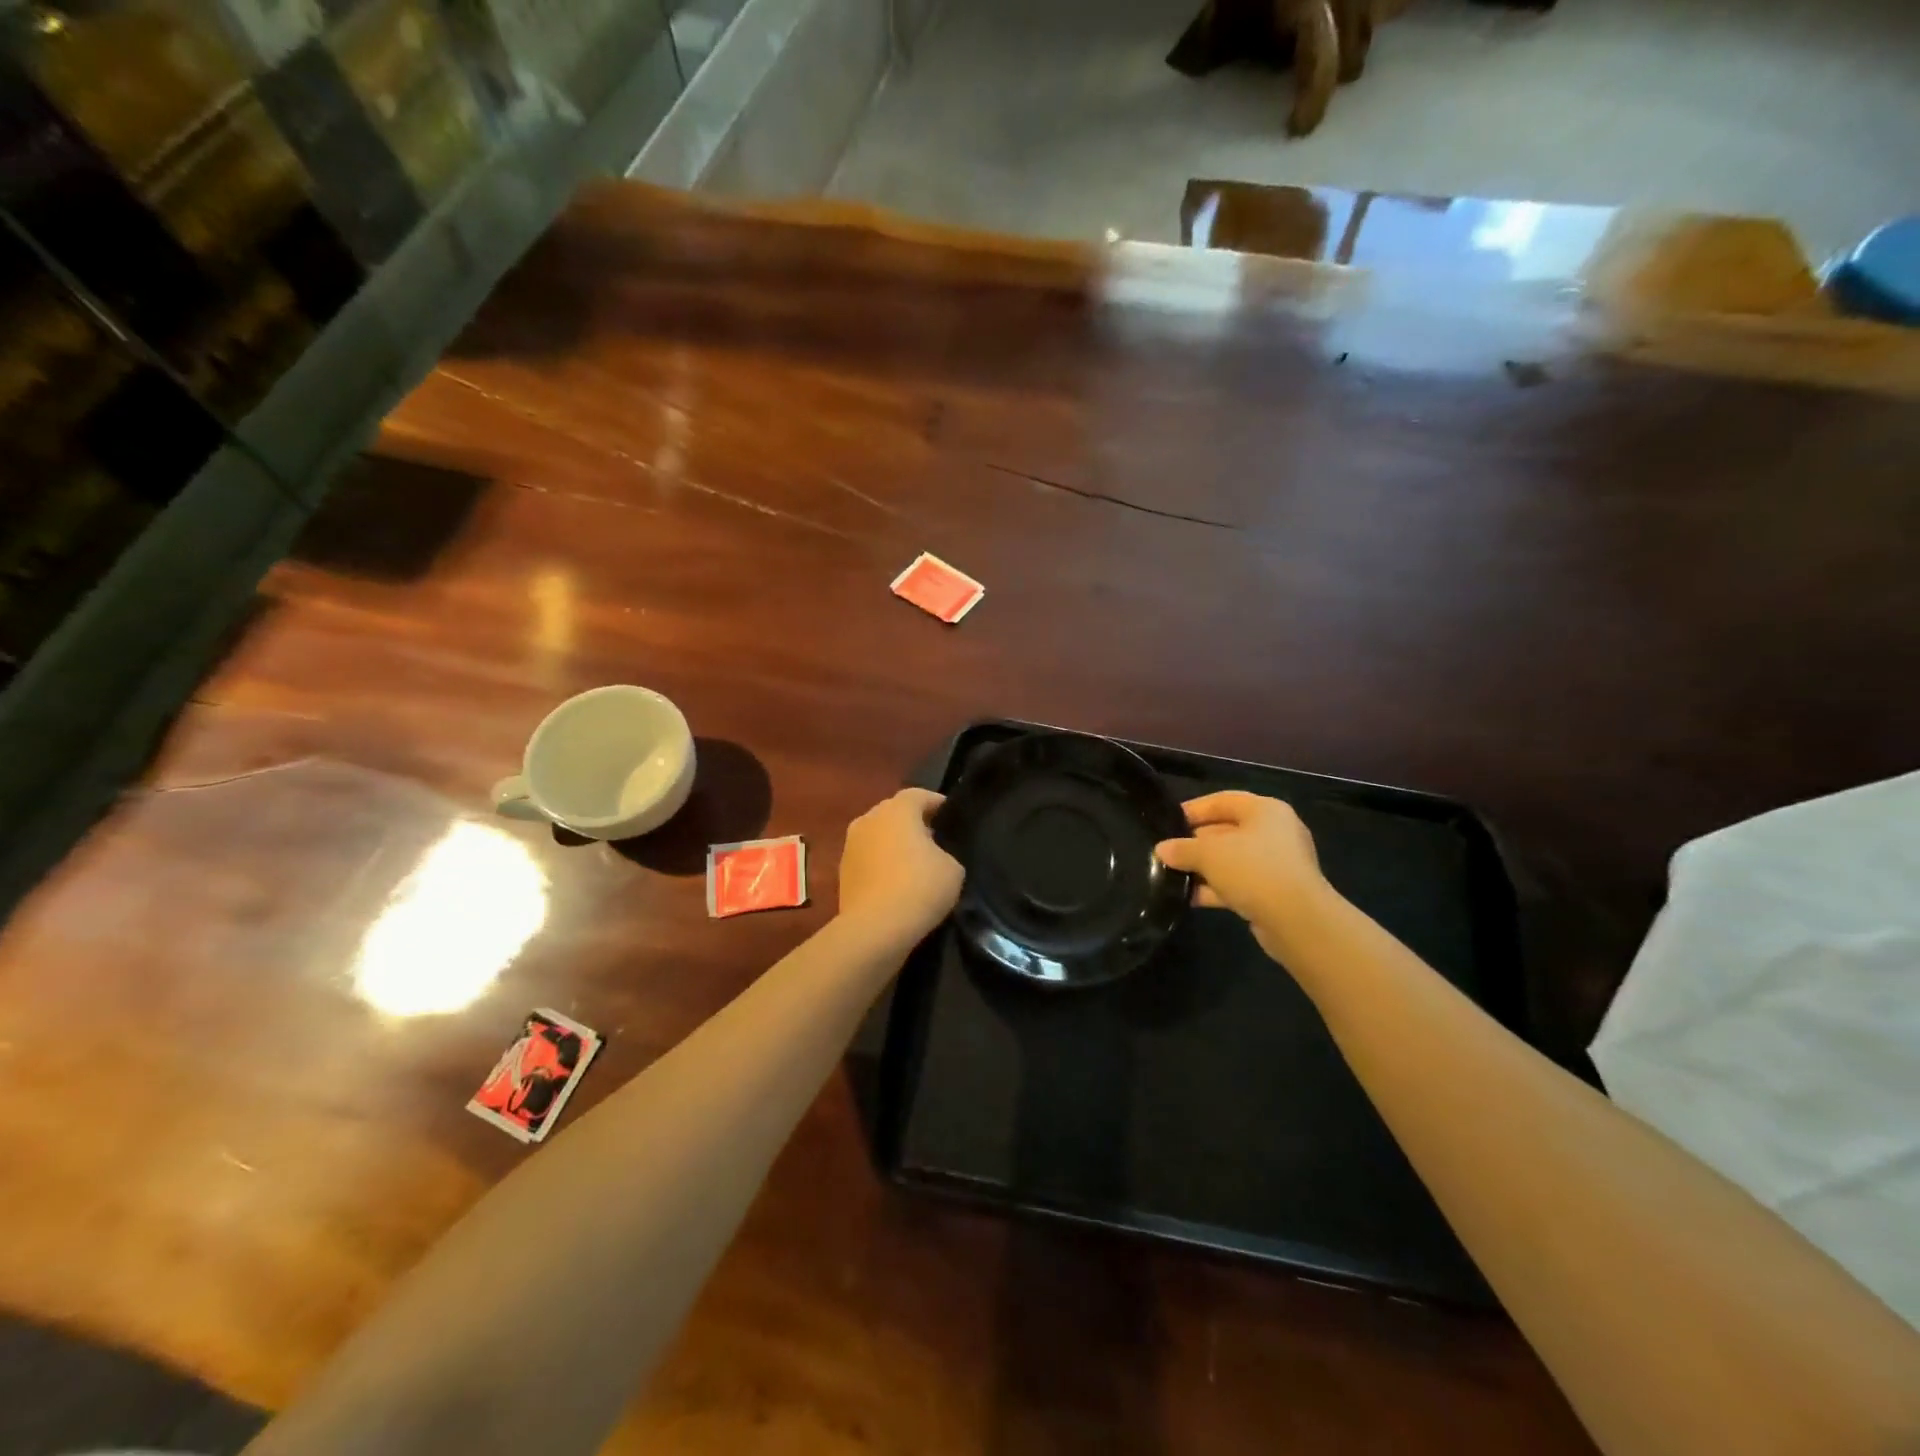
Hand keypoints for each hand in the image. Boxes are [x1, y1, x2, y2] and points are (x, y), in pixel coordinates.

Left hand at [838, 789, 963, 943]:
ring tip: (915, 864)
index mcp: (897, 809)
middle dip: (914, 823)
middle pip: (895, 813)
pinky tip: (896, 883)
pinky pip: (869, 859)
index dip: (937, 803)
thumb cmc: (919, 888)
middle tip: (935, 840)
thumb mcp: (953, 868)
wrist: (874, 929)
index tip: (952, 817)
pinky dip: (881, 865)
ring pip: (878, 836)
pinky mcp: (842, 872)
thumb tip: (934, 855)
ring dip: (894, 844)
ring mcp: (851, 845)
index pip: (919, 795)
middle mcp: (869, 819)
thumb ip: (945, 852)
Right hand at [1154, 792, 1330, 962]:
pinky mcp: (1276, 892)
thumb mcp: (1208, 854)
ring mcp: (1278, 864)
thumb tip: (1162, 849)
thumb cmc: (1253, 869)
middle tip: (1169, 852)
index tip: (1168, 822)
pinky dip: (1217, 888)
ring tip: (1174, 876)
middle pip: (1227, 830)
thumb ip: (1182, 848)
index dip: (1194, 809)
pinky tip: (1190, 897)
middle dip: (1196, 842)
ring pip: (1233, 859)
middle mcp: (1275, 832)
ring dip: (1205, 868)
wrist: (1297, 920)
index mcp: (1264, 810)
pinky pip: (1240, 883)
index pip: (1223, 800)